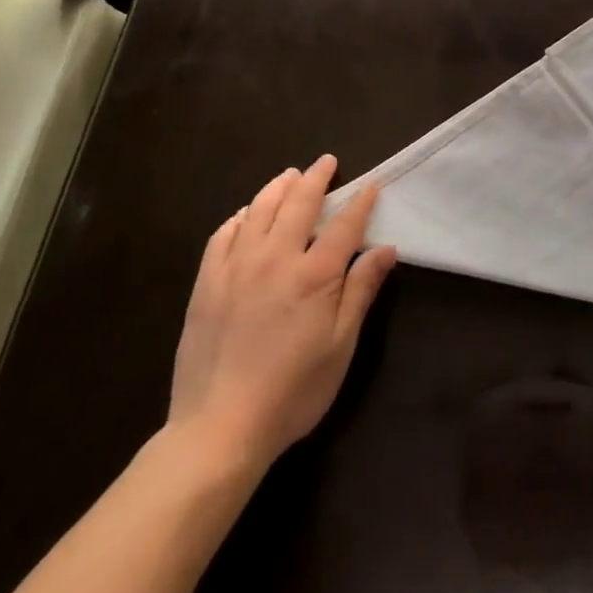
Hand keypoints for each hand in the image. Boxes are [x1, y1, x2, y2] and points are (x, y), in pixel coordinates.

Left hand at [165, 155, 395, 477]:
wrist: (218, 430)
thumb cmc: (292, 392)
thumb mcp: (340, 346)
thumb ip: (361, 291)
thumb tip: (385, 248)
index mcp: (314, 274)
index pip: (344, 224)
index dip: (360, 201)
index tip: (371, 184)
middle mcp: (276, 258)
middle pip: (300, 203)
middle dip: (316, 177)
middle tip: (326, 162)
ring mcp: (237, 267)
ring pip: (260, 209)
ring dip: (278, 187)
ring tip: (289, 176)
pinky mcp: (207, 283)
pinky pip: (223, 235)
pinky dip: (240, 217)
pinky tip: (246, 215)